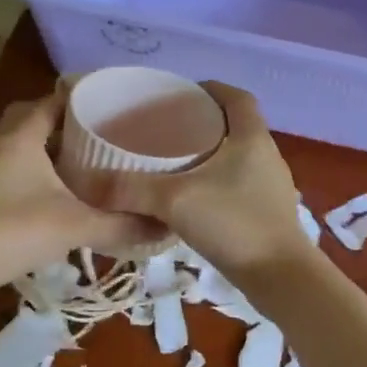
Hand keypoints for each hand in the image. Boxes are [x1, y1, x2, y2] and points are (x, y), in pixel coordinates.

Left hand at [0, 89, 159, 297]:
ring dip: (54, 147)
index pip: (55, 98)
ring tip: (91, 158)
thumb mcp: (76, 226)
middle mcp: (4, 143)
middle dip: (68, 121)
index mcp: (23, 135)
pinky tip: (66, 191)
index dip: (86, 97)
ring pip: (27, 144)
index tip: (117, 105)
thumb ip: (122, 225)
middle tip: (102, 132)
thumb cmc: (14, 231)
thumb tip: (165, 226)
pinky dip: (43, 169)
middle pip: (36, 116)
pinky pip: (20, 166)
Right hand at [106, 83, 307, 280]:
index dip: (211, 89)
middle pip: (236, 125)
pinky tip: (192, 201)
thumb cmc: (234, 224)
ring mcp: (270, 186)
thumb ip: (131, 189)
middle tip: (166, 130)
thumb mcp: (174, 200)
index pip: (237, 97)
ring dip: (210, 155)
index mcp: (252, 137)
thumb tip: (85, 182)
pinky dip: (216, 184)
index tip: (181, 94)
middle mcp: (267, 155)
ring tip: (173, 164)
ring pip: (238, 157)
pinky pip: (239, 185)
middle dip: (203, 123)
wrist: (281, 277)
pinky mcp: (269, 213)